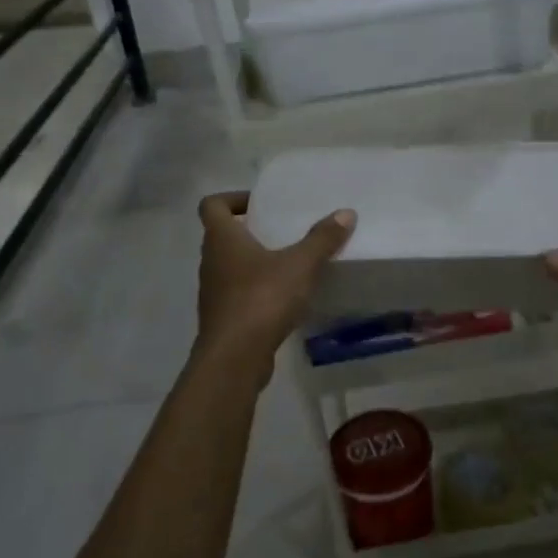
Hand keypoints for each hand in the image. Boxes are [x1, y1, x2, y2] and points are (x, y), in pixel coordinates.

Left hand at [193, 191, 355, 390]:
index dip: (232, 198)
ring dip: (254, 262)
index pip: (212, 205)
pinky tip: (285, 298)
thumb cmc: (262, 299)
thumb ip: (322, 239)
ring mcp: (214, 292)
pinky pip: (238, 294)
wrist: (234, 358)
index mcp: (222, 239)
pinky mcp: (223, 318)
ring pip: (230, 266)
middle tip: (281, 231)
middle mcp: (211, 261)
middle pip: (222, 236)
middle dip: (250, 231)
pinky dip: (257, 290)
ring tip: (288, 264)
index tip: (259, 204)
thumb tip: (346, 213)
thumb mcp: (300, 265)